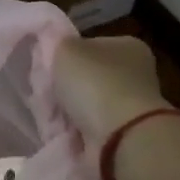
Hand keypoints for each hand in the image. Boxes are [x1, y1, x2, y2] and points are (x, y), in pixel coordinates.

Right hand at [51, 35, 169, 146]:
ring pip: (86, 104)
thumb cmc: (95, 83)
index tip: (47, 67)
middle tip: (44, 93)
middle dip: (65, 87)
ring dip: (67, 111)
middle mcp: (135, 74)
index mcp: (128, 47)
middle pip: (87, 77)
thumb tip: (55, 46)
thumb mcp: (66, 49)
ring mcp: (130, 106)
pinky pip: (89, 128)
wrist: (120, 136)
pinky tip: (60, 131)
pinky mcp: (123, 134)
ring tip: (49, 114)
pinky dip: (74, 131)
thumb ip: (58, 43)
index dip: (66, 56)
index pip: (90, 46)